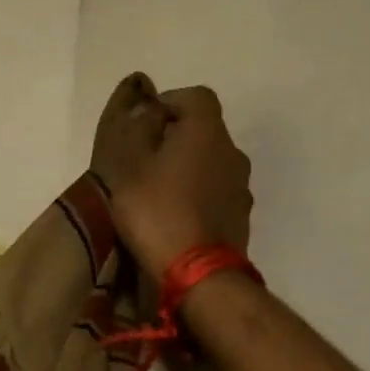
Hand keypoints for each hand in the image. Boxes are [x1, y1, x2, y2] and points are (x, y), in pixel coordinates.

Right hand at [92, 74, 252, 280]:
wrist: (199, 274)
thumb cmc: (156, 210)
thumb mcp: (128, 165)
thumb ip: (134, 127)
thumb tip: (143, 101)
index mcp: (207, 132)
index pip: (196, 96)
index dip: (168, 102)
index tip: (144, 126)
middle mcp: (232, 152)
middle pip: (204, 130)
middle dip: (175, 138)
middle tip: (143, 161)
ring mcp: (241, 186)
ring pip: (211, 162)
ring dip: (188, 168)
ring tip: (158, 192)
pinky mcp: (241, 216)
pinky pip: (217, 191)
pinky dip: (198, 194)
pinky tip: (176, 215)